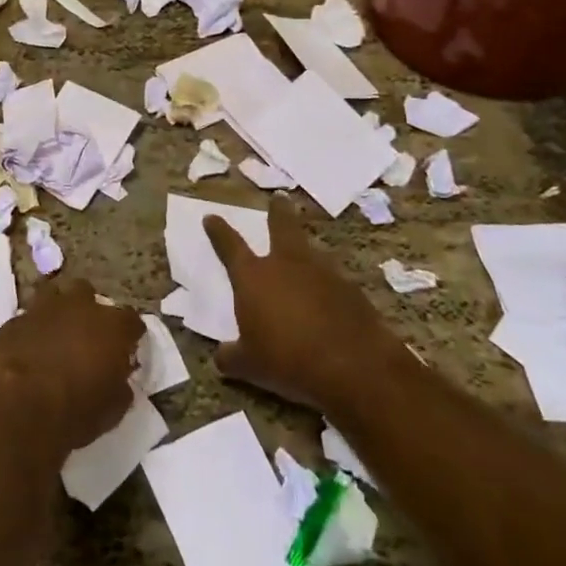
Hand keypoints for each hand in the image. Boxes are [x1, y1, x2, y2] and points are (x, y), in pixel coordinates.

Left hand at [0, 277, 143, 453]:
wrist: (20, 409)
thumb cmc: (76, 411)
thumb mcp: (113, 409)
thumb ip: (119, 383)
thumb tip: (117, 376)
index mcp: (112, 326)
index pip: (131, 320)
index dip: (129, 335)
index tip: (126, 349)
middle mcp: (80, 307)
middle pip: (89, 295)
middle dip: (89, 312)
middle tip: (86, 337)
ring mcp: (44, 308)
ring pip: (55, 295)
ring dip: (58, 312)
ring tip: (56, 334)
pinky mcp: (14, 320)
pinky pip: (28, 319)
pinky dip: (32, 330)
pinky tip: (29, 349)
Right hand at [204, 199, 392, 412]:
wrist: (354, 367)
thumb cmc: (288, 361)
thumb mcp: (249, 365)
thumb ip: (231, 357)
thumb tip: (221, 357)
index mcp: (254, 277)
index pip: (230, 246)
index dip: (219, 231)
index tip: (211, 217)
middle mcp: (287, 264)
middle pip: (282, 227)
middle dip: (278, 212)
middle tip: (279, 199)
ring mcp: (323, 273)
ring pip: (311, 252)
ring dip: (305, 251)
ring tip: (304, 256)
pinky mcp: (351, 289)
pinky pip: (333, 280)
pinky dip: (327, 285)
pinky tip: (329, 300)